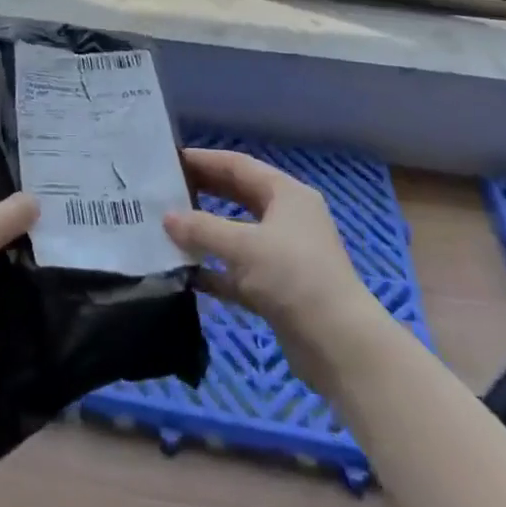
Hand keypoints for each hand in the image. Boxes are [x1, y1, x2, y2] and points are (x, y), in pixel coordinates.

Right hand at [163, 148, 381, 390]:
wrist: (340, 347)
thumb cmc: (294, 278)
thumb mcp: (244, 246)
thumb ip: (202, 229)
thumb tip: (167, 217)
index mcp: (286, 194)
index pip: (239, 165)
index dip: (204, 160)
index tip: (170, 159)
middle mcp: (286, 218)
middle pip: (238, 196)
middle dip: (203, 193)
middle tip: (164, 190)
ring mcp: (283, 255)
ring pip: (236, 234)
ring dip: (205, 234)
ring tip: (167, 229)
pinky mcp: (277, 289)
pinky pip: (238, 271)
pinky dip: (214, 270)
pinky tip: (185, 273)